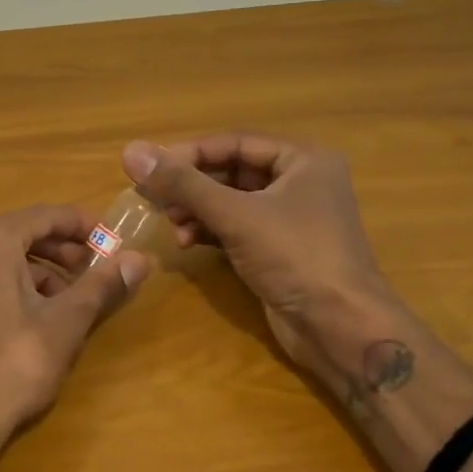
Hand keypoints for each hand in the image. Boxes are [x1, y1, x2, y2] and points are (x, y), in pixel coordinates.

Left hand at [0, 204, 148, 471]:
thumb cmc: (13, 365)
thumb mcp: (65, 323)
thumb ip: (102, 285)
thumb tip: (140, 259)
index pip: (45, 215)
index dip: (83, 225)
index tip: (113, 241)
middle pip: (23, 233)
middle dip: (64, 250)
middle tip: (97, 269)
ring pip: (4, 257)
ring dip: (43, 270)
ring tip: (74, 298)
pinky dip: (17, 285)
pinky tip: (40, 315)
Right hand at [121, 134, 398, 392]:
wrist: (341, 328)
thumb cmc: (295, 257)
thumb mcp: (235, 215)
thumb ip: (182, 183)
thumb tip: (131, 151)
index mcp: (304, 160)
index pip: (235, 143)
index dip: (190, 153)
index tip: (151, 168)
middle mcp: (301, 182)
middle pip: (232, 171)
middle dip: (192, 186)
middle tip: (154, 198)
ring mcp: (292, 218)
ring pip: (232, 201)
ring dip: (197, 210)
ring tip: (171, 225)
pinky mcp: (280, 250)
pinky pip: (237, 228)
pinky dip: (210, 231)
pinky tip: (186, 241)